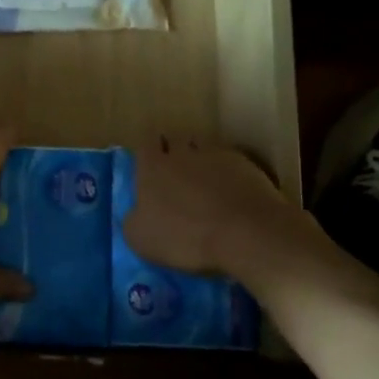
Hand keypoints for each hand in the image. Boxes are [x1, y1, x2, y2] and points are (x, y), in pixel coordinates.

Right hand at [122, 139, 304, 278]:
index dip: (147, 156)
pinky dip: (227, 173)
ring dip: (200, 160)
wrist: (245, 233)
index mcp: (152, 167)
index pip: (144, 145)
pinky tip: (230, 192)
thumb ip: (133, 219)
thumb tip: (137, 213)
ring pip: (202, 147)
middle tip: (175, 176)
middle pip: (174, 140)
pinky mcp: (244, 164)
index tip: (150, 170)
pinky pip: (229, 161)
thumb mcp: (140, 239)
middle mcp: (181, 152)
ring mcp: (215, 155)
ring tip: (203, 182)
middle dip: (173, 153)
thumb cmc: (184, 237)